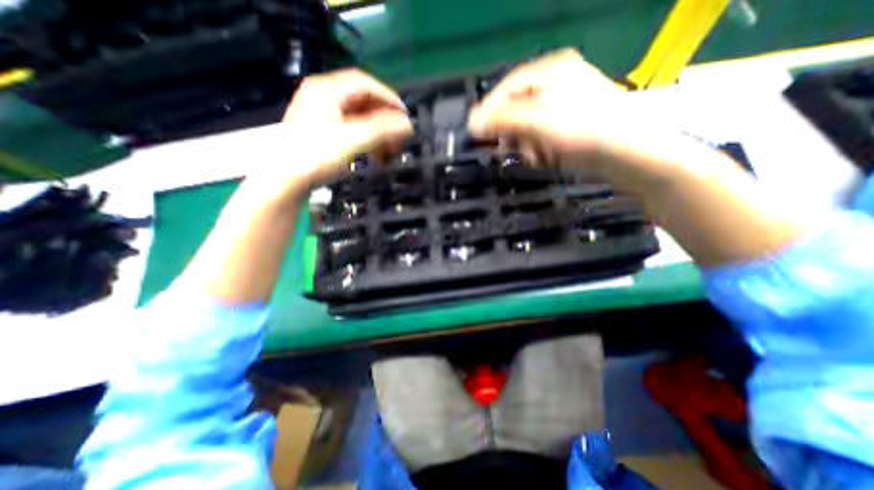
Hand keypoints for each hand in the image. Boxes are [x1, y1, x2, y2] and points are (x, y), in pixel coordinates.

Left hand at [252, 67, 411, 200]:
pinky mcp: (320, 131)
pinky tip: (372, 149)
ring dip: (375, 128)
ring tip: (388, 143)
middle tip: (398, 131)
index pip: (365, 83)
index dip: (389, 97)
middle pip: (361, 99)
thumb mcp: (354, 139)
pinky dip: (364, 136)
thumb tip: (407, 124)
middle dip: (383, 115)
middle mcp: (321, 96)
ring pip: (356, 114)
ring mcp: (319, 114)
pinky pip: (349, 127)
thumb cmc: (315, 155)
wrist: (286, 179)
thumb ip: (383, 129)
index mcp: (326, 89)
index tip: (404, 115)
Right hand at [471, 48, 646, 169]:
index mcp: (551, 71)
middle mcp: (557, 85)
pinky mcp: (569, 128)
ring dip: (523, 143)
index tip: (475, 133)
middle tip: (504, 149)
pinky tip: (542, 158)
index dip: (489, 110)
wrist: (627, 154)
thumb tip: (473, 124)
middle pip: (517, 107)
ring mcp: (564, 107)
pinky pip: (541, 137)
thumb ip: (502, 120)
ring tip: (530, 156)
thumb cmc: (583, 130)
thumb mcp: (538, 121)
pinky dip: (537, 149)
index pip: (507, 88)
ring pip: (528, 125)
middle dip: (509, 131)